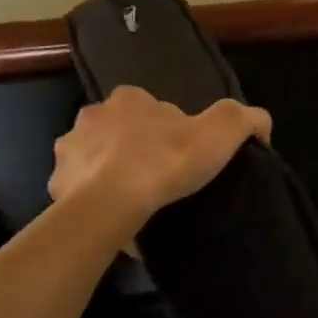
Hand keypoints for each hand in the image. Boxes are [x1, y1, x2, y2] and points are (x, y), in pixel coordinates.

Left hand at [48, 86, 271, 232]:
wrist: (112, 203)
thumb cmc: (164, 162)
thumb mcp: (219, 134)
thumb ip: (243, 119)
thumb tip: (261, 123)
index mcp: (128, 99)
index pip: (149, 107)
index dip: (165, 129)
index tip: (178, 156)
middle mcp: (91, 115)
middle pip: (117, 130)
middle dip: (131, 147)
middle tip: (155, 178)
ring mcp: (69, 149)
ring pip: (93, 158)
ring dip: (107, 172)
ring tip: (132, 201)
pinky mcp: (56, 183)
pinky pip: (78, 190)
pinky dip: (92, 200)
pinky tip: (111, 218)